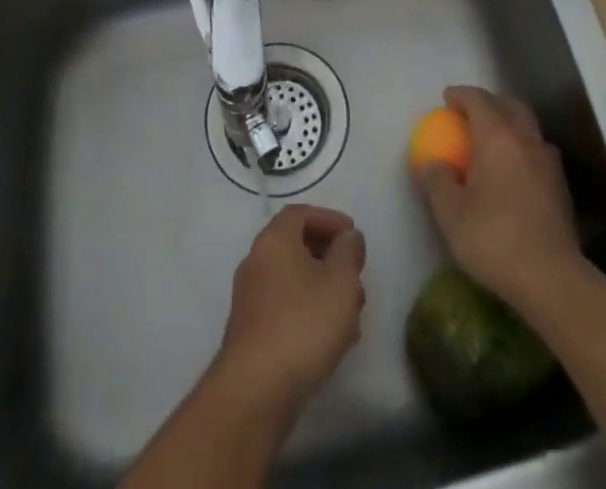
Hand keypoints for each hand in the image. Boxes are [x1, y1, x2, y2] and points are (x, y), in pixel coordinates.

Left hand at [213, 204, 366, 416]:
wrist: (255, 391)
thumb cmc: (303, 324)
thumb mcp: (340, 282)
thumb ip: (348, 252)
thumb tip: (348, 237)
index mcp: (274, 240)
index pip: (300, 214)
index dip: (329, 219)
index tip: (353, 236)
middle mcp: (256, 261)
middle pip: (296, 246)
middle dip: (330, 258)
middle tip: (354, 276)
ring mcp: (250, 298)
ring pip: (293, 280)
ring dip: (322, 289)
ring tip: (350, 314)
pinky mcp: (251, 332)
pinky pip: (285, 307)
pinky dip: (309, 311)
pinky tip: (331, 339)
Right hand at [416, 86, 583, 310]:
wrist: (552, 279)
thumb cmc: (495, 239)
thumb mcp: (450, 214)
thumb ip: (437, 181)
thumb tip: (432, 163)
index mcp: (497, 137)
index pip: (478, 100)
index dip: (460, 95)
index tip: (446, 99)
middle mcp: (525, 140)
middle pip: (509, 105)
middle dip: (490, 102)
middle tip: (471, 113)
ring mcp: (548, 162)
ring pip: (528, 127)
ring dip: (510, 123)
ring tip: (493, 139)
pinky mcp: (560, 187)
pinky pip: (538, 151)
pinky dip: (523, 148)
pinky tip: (514, 170)